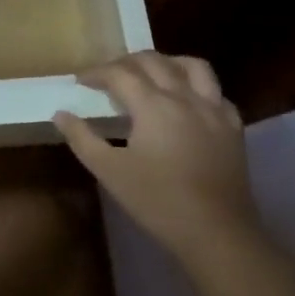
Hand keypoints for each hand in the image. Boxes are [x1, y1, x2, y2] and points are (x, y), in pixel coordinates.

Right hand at [54, 52, 259, 267]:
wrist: (217, 234)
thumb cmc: (158, 201)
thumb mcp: (109, 171)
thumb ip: (82, 138)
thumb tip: (61, 114)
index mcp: (153, 104)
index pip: (119, 73)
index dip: (96, 73)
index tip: (81, 81)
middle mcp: (184, 97)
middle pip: (153, 61)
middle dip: (126, 62)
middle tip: (109, 77)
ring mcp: (214, 110)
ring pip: (193, 66)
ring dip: (167, 62)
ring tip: (152, 74)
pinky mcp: (233, 128)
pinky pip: (217, 93)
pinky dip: (198, 88)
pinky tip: (189, 102)